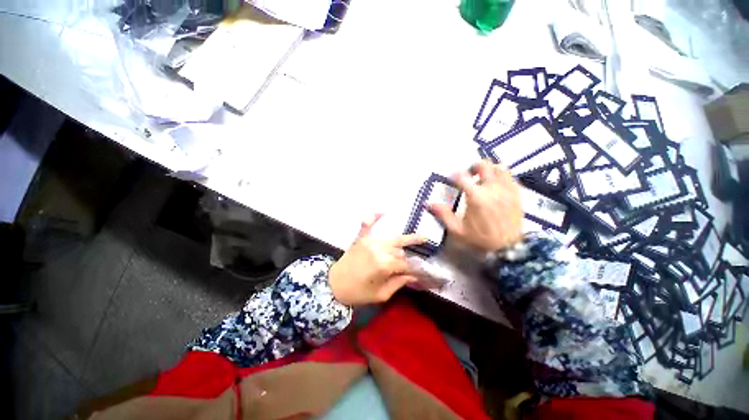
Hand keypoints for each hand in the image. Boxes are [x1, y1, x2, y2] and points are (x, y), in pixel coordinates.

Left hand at [329, 214, 425, 305]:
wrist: (333, 286)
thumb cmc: (358, 293)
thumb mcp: (381, 295)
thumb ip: (399, 283)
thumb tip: (414, 276)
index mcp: (384, 265)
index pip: (405, 264)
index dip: (413, 270)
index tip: (418, 274)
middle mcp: (379, 249)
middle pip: (400, 251)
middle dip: (405, 259)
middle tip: (406, 267)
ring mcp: (369, 241)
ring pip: (393, 239)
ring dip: (402, 243)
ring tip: (419, 239)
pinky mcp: (361, 238)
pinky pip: (368, 224)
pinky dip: (374, 217)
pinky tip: (383, 212)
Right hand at [429, 160, 522, 252]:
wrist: (509, 248)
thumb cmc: (480, 239)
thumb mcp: (457, 230)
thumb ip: (443, 215)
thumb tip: (429, 203)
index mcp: (476, 197)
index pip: (462, 176)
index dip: (454, 175)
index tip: (451, 179)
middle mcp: (492, 189)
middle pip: (484, 165)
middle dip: (473, 167)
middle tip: (469, 175)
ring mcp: (507, 190)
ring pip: (499, 168)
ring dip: (489, 169)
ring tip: (483, 179)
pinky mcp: (517, 194)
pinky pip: (510, 177)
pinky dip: (501, 176)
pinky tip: (496, 185)